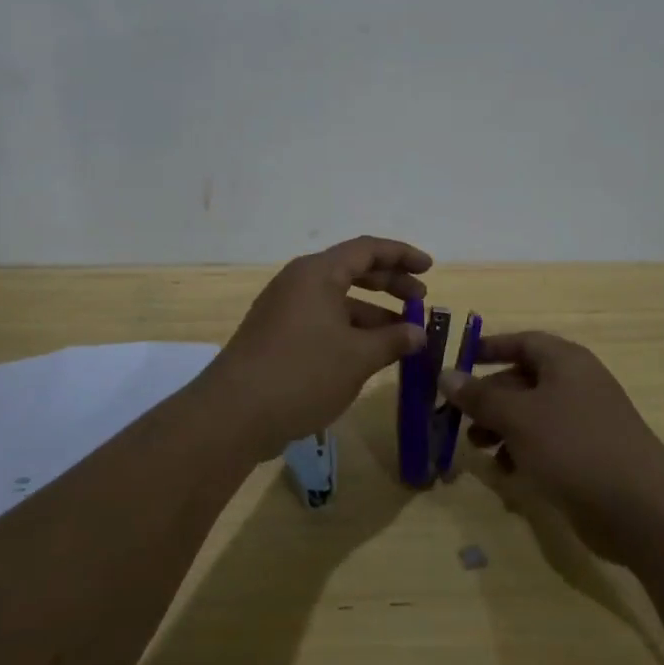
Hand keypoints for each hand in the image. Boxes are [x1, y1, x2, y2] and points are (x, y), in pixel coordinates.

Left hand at [203, 236, 430, 458]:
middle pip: (353, 270)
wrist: (233, 414)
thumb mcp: (357, 357)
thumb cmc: (302, 373)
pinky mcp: (277, 336)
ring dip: (372, 314)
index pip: (367, 249)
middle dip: (390, 284)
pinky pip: (323, 321)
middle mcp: (299, 282)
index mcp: (317, 273)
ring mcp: (284, 309)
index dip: (402, 255)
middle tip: (420, 300)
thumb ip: (393, 340)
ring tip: (403, 337)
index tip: (430, 269)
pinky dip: (350, 330)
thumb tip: (419, 333)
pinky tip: (369, 355)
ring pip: (338, 300)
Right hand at [441, 332, 663, 561]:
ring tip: (476, 446)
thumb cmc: (574, 448)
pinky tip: (505, 472)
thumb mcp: (519, 418)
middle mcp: (577, 384)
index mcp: (565, 361)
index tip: (459, 361)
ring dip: (502, 426)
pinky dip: (523, 451)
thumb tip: (445, 374)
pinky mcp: (590, 455)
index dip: (489, 348)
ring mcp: (586, 420)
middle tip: (458, 415)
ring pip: (533, 414)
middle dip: (489, 396)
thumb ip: (480, 397)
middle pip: (524, 379)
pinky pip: (547, 442)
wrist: (642, 510)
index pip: (522, 341)